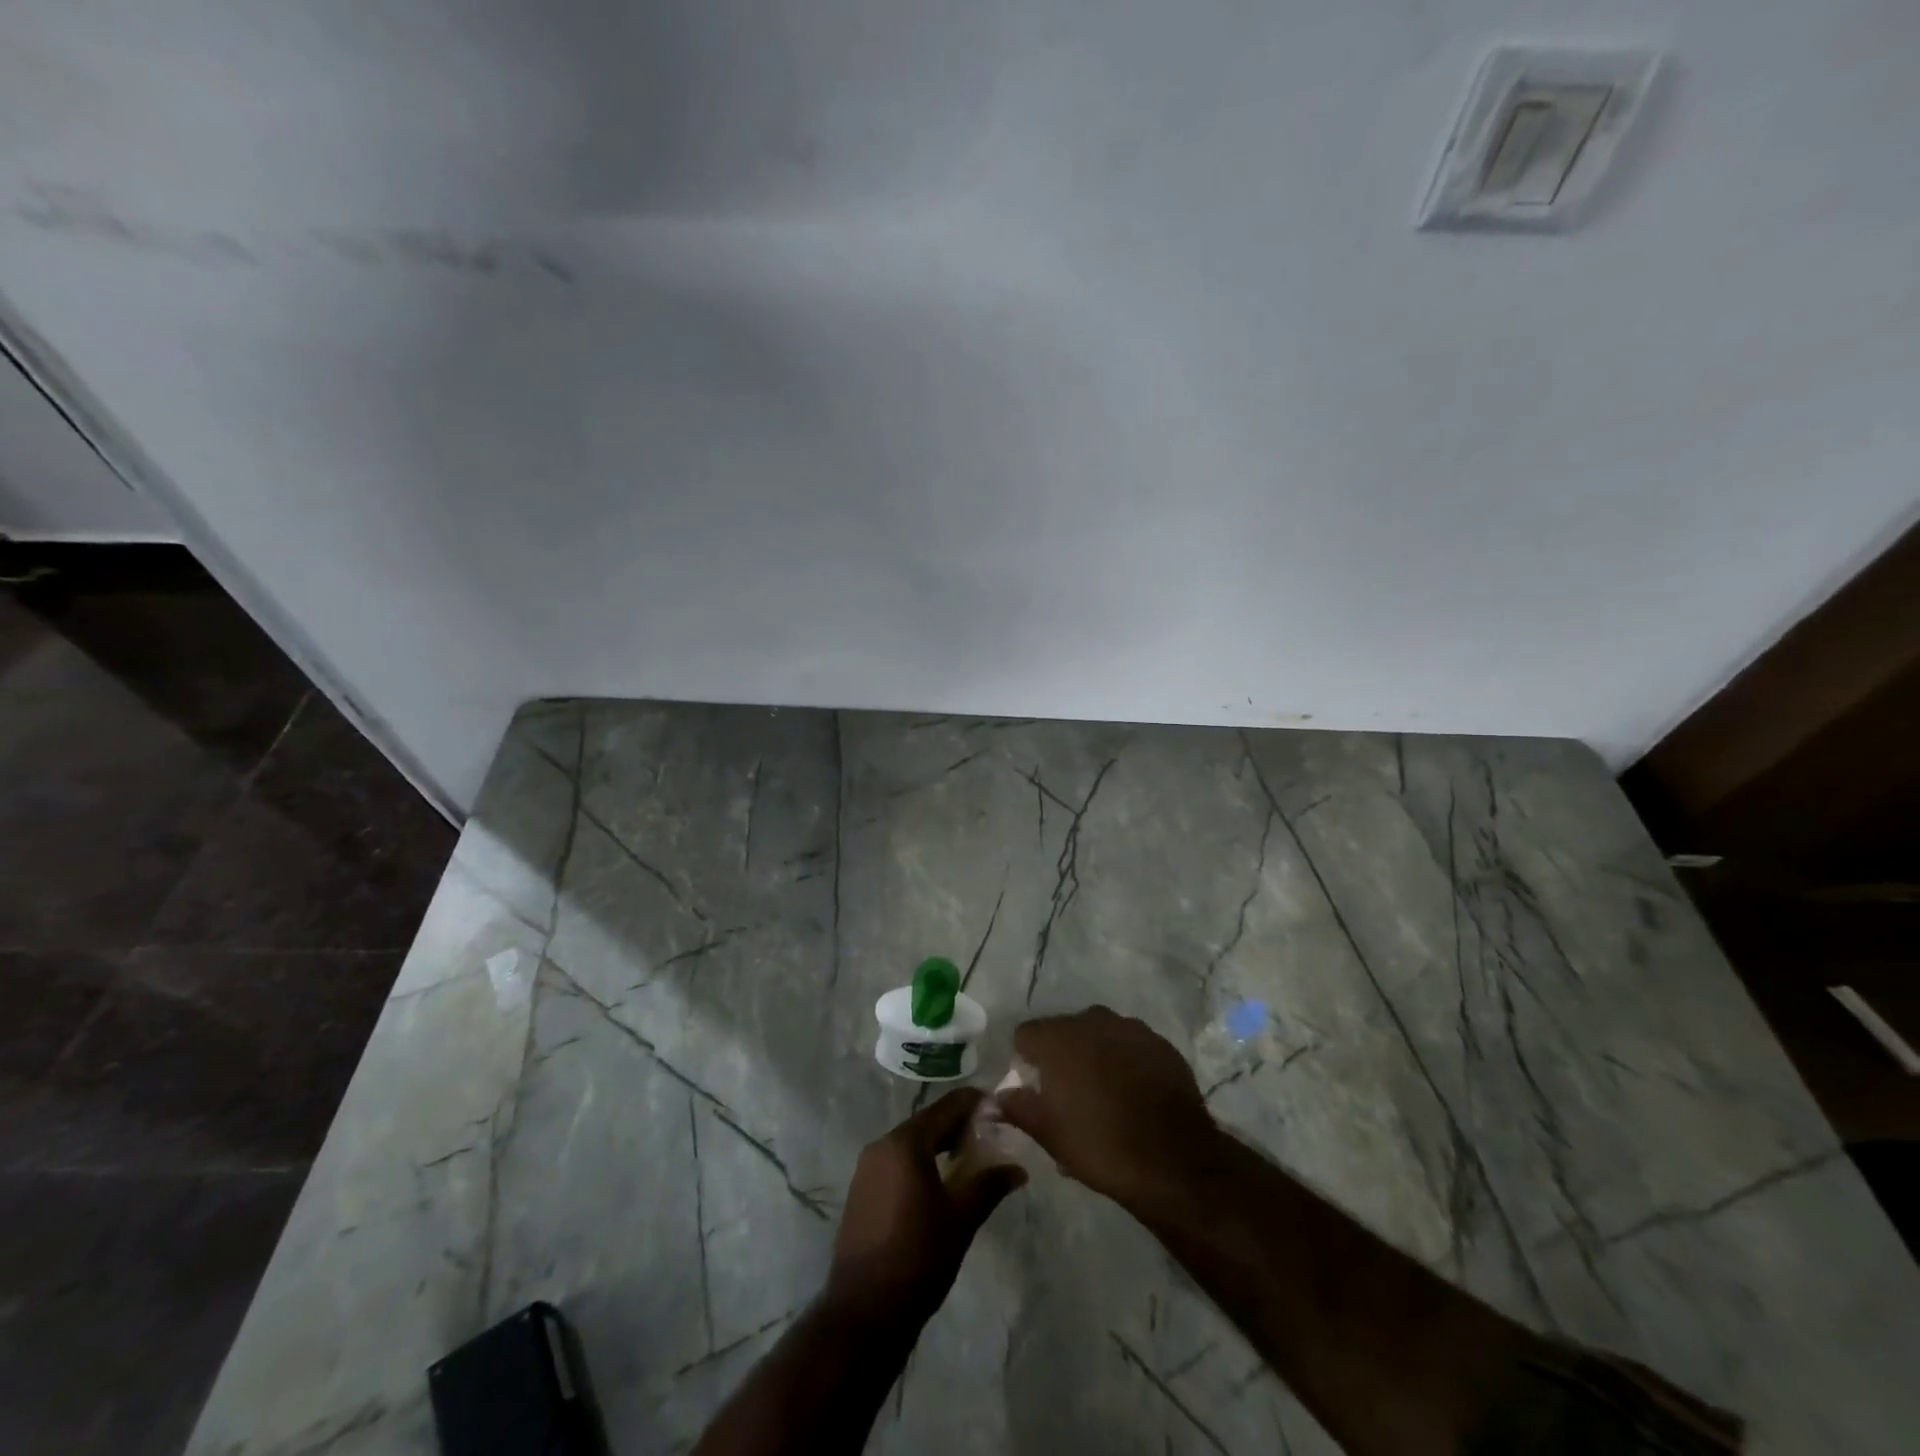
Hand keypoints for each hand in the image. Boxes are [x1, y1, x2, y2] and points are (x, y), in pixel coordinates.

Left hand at [827, 1088, 1026, 1328]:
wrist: (864, 1312)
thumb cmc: (918, 1258)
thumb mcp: (961, 1220)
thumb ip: (989, 1186)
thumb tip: (1018, 1169)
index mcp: (905, 1143)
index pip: (946, 1107)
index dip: (974, 1103)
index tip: (999, 1105)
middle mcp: (882, 1145)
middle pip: (927, 1122)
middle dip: (958, 1124)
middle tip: (990, 1133)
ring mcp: (867, 1167)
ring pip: (911, 1141)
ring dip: (939, 1143)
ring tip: (969, 1156)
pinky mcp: (861, 1189)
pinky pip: (896, 1160)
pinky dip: (920, 1160)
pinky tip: (939, 1180)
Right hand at [998, 1006, 1221, 1216]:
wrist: (1175, 1160)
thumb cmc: (1101, 1146)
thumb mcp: (1049, 1134)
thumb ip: (1019, 1107)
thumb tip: (998, 1097)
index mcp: (1058, 1038)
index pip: (1026, 1034)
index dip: (1026, 1060)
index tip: (1035, 1088)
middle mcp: (1092, 1021)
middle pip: (1064, 1030)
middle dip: (1062, 1056)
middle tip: (1069, 1095)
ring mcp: (1130, 1028)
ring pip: (1100, 1035)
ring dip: (1095, 1055)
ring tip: (1104, 1095)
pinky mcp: (1161, 1043)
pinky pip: (1131, 1045)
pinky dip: (1126, 1061)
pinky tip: (1134, 1094)